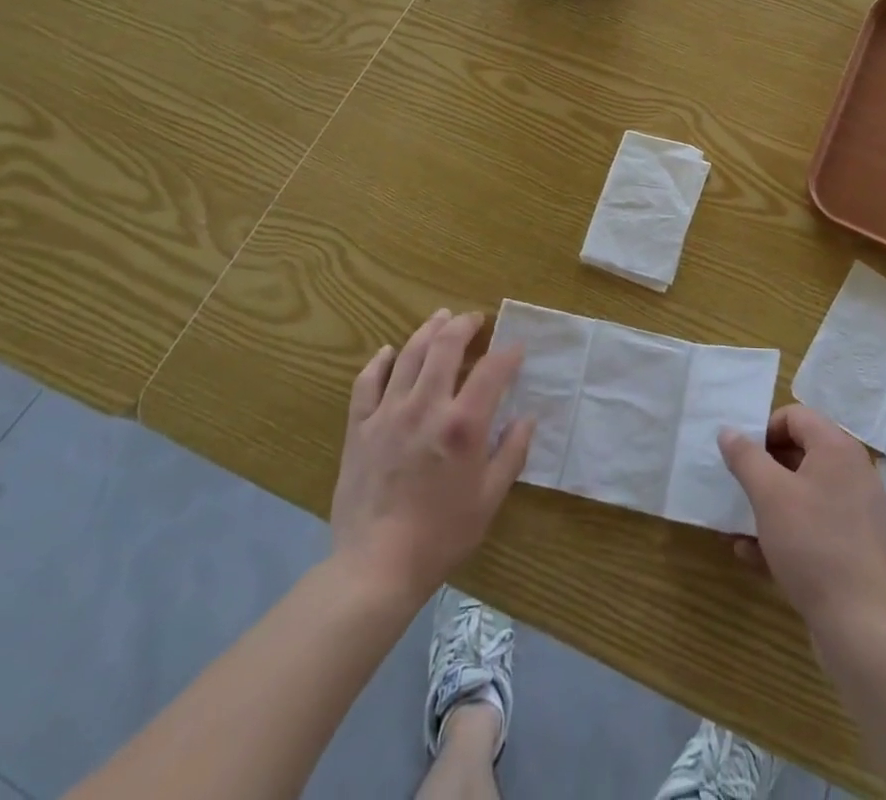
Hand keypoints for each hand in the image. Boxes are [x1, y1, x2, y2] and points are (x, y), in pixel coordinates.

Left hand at [330, 311, 533, 605]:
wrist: (375, 567)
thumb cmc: (440, 535)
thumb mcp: (489, 499)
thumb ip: (511, 453)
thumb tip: (526, 419)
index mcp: (462, 425)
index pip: (491, 371)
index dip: (507, 354)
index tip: (516, 349)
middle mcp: (426, 407)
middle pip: (445, 347)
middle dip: (463, 325)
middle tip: (474, 319)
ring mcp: (388, 414)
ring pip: (409, 356)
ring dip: (427, 331)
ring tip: (440, 318)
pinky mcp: (360, 428)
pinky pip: (366, 383)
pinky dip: (380, 361)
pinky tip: (388, 352)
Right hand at [719, 405, 885, 635]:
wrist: (859, 625)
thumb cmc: (811, 544)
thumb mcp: (768, 494)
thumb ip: (745, 457)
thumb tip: (729, 431)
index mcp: (838, 449)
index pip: (795, 416)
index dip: (764, 430)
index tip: (742, 458)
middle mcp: (854, 471)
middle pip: (801, 452)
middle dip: (765, 469)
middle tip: (740, 488)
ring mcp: (859, 510)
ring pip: (806, 492)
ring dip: (771, 503)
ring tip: (740, 523)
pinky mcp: (858, 545)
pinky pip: (816, 524)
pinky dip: (787, 531)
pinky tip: (754, 554)